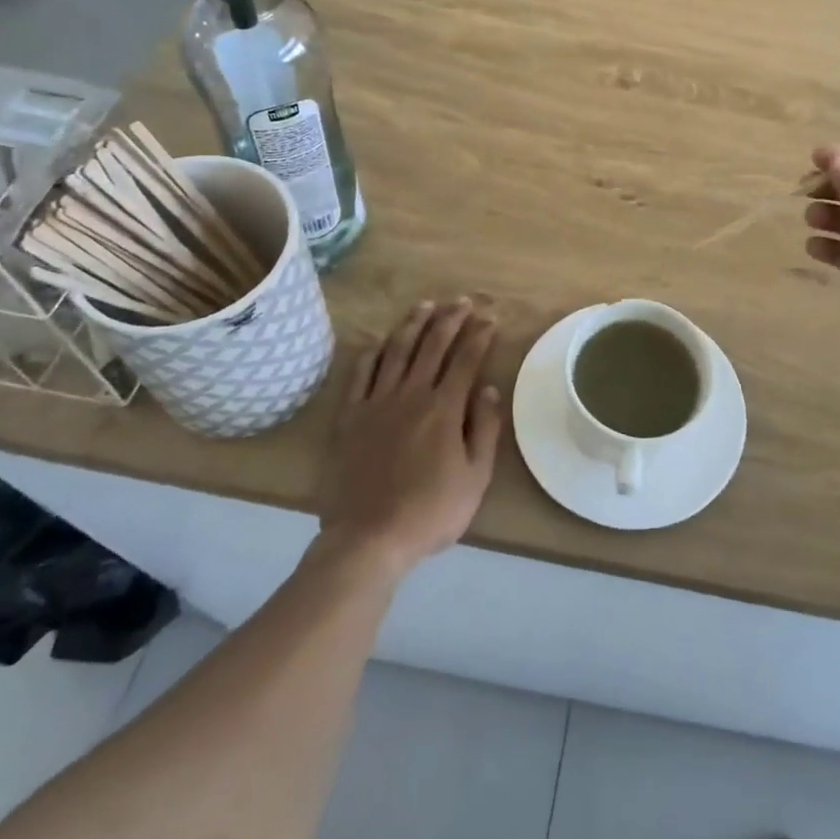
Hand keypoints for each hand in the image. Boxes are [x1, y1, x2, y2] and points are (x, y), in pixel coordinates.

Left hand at [318, 299, 504, 577]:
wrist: (368, 538)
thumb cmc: (430, 511)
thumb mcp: (475, 477)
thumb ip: (484, 429)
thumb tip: (489, 389)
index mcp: (444, 409)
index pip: (466, 359)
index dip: (480, 335)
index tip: (490, 318)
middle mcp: (410, 394)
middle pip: (432, 345)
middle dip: (450, 318)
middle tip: (462, 301)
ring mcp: (376, 402)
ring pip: (396, 351)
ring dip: (413, 324)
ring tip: (425, 305)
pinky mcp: (349, 417)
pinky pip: (359, 374)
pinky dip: (371, 353)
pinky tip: (378, 341)